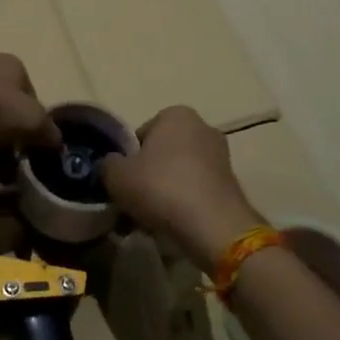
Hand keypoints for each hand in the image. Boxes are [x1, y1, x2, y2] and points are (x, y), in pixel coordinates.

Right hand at [99, 106, 261, 270]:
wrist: (212, 225)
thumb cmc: (161, 188)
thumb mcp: (116, 175)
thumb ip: (108, 164)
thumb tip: (111, 165)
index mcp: (175, 114)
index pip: (141, 134)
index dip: (128, 159)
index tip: (124, 183)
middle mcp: (202, 127)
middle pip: (163, 153)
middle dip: (149, 175)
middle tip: (135, 202)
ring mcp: (221, 155)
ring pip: (180, 173)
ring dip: (166, 191)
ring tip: (152, 219)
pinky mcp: (231, 183)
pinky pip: (196, 190)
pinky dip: (184, 204)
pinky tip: (173, 224)